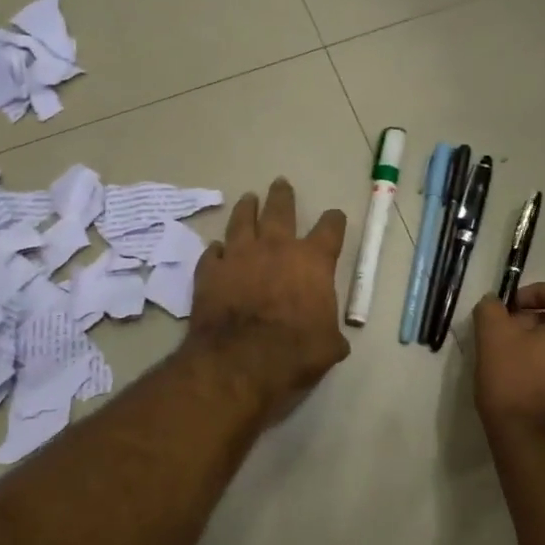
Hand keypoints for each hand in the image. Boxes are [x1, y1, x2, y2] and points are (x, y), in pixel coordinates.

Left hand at [189, 178, 349, 411]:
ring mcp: (239, 255)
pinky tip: (216, 249)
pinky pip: (213, 253)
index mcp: (313, 261)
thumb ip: (331, 334)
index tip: (334, 217)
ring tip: (248, 198)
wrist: (240, 361)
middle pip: (280, 210)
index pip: (330, 229)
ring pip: (242, 220)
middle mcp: (276, 248)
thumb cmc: (295, 351)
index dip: (334, 221)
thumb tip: (334, 340)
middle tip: (280, 183)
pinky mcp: (210, 271)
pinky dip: (217, 250)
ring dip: (246, 208)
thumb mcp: (329, 346)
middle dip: (282, 196)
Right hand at [473, 281, 544, 452]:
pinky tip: (539, 392)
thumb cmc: (519, 389)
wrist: (543, 454)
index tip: (510, 310)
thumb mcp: (493, 341)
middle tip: (512, 338)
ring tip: (523, 367)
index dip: (535, 293)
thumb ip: (491, 310)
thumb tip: (495, 303)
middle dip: (542, 322)